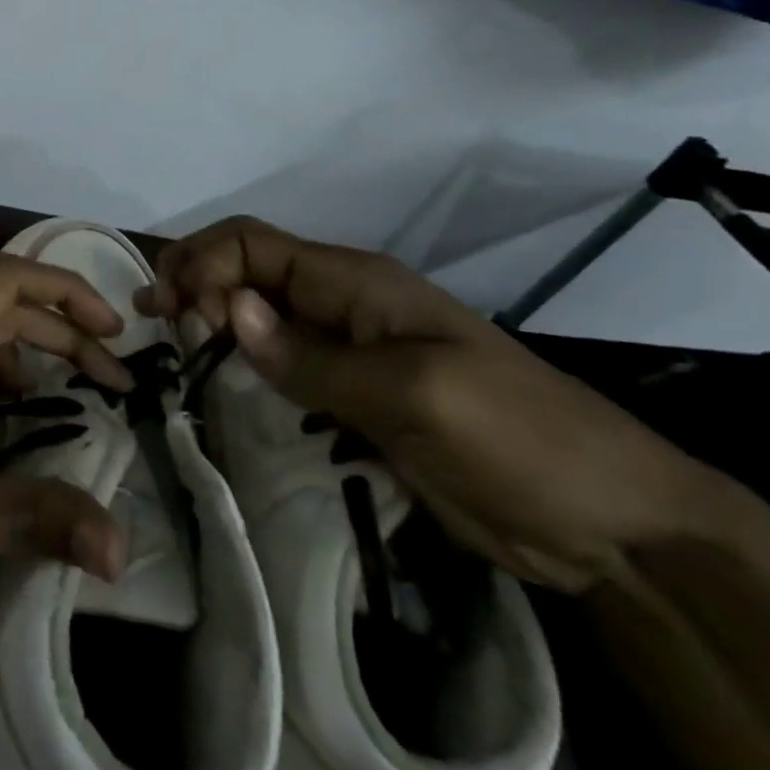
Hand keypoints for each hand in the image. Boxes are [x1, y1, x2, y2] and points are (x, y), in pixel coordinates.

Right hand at [136, 217, 729, 592]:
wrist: (613, 525)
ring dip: (208, 319)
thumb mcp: (417, 394)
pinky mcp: (348, 394)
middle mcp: (339, 304)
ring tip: (168, 343)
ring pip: (255, 315)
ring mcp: (343, 350)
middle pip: (245, 270)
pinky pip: (277, 364)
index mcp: (355, 282)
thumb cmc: (521, 439)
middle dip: (194, 281)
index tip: (180, 314)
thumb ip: (315, 357)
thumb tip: (229, 312)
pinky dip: (237, 361)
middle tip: (157, 322)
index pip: (253, 244)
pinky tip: (213, 378)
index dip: (206, 265)